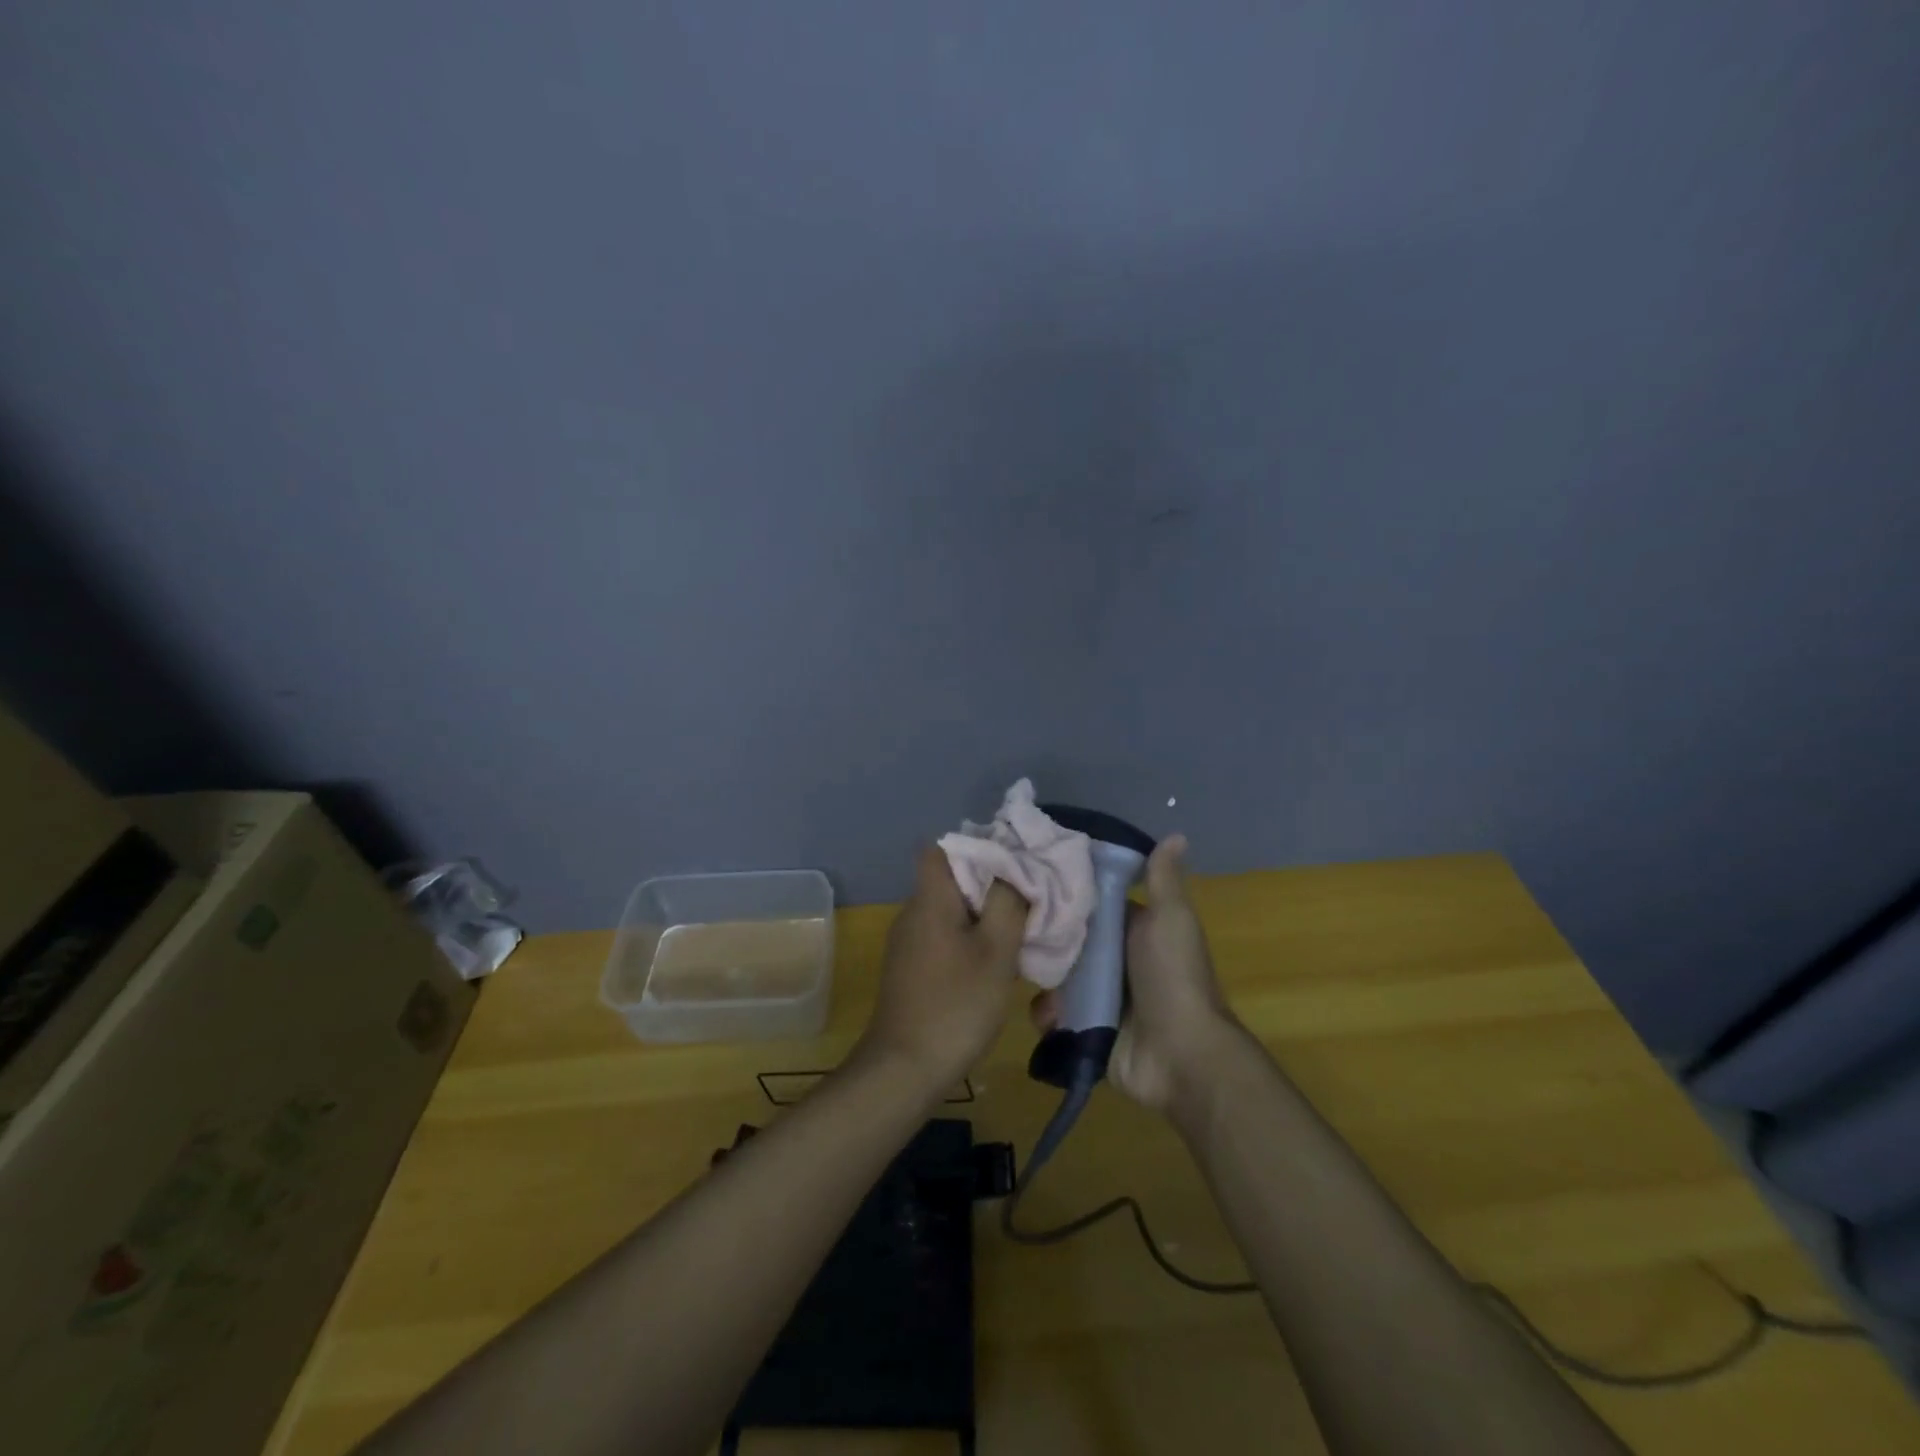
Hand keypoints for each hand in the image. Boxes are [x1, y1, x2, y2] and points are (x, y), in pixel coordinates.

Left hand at [855, 847, 1027, 1100]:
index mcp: (930, 899)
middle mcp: (913, 913)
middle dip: (990, 888)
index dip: (977, 849)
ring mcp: (907, 943)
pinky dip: (969, 944)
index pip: (942, 849)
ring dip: (983, 920)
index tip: (1011, 865)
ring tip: (1017, 938)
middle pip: (952, 881)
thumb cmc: (956, 1005)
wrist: (905, 1069)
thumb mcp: (996, 951)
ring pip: (950, 913)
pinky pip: (944, 939)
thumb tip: (1011, 870)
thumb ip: (1007, 902)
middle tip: (1025, 904)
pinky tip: (992, 969)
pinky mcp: (910, 970)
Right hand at [1031, 835, 1239, 1111]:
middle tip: (1012, 926)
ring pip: (1056, 977)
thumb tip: (1175, 834)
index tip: (1029, 875)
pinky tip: (1048, 1015)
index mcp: (1131, 930)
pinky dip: (1048, 1015)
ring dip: (1043, 978)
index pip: (1090, 904)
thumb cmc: (1174, 978)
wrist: (1182, 1056)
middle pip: (1067, 940)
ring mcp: (1099, 997)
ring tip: (1027, 974)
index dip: (1064, 890)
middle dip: (1044, 937)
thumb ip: (1163, 880)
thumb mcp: (1170, 920)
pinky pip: (1056, 1016)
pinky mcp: (1086, 1030)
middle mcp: (1113, 960)